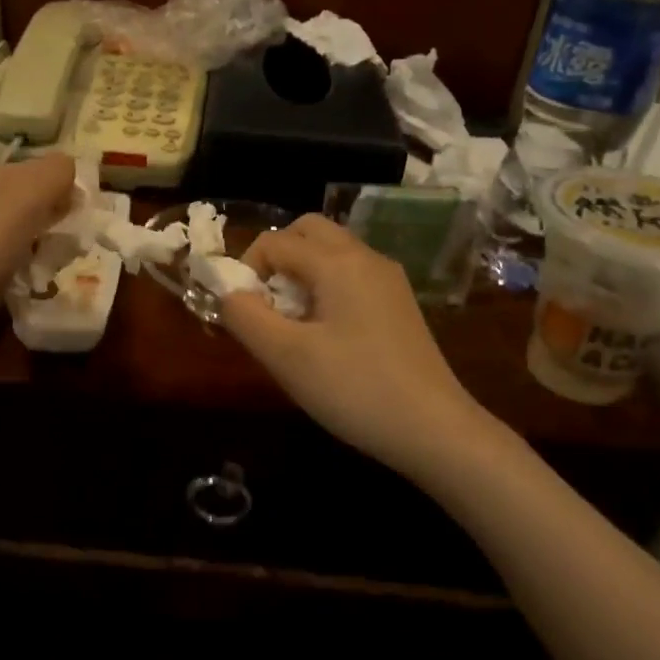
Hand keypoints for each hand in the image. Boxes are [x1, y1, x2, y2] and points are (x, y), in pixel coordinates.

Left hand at [0, 154, 76, 363]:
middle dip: (62, 223)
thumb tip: (75, 170)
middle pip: (38, 204)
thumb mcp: (23, 199)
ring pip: (28, 237)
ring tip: (53, 272)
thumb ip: (54, 175)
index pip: (45, 170)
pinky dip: (29, 276)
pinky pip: (14, 266)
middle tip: (72, 248)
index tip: (87, 218)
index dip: (70, 190)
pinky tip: (32, 290)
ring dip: (48, 252)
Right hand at [221, 215, 487, 476]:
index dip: (246, 269)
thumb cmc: (353, 388)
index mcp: (338, 262)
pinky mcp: (399, 303)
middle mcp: (366, 257)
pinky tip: (326, 334)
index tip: (243, 312)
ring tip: (292, 322)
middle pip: (309, 231)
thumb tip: (227, 293)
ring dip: (302, 272)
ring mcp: (388, 279)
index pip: (275, 241)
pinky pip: (351, 275)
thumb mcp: (285, 356)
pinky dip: (326, 286)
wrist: (433, 427)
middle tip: (266, 304)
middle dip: (276, 257)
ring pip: (332, 253)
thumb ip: (245, 317)